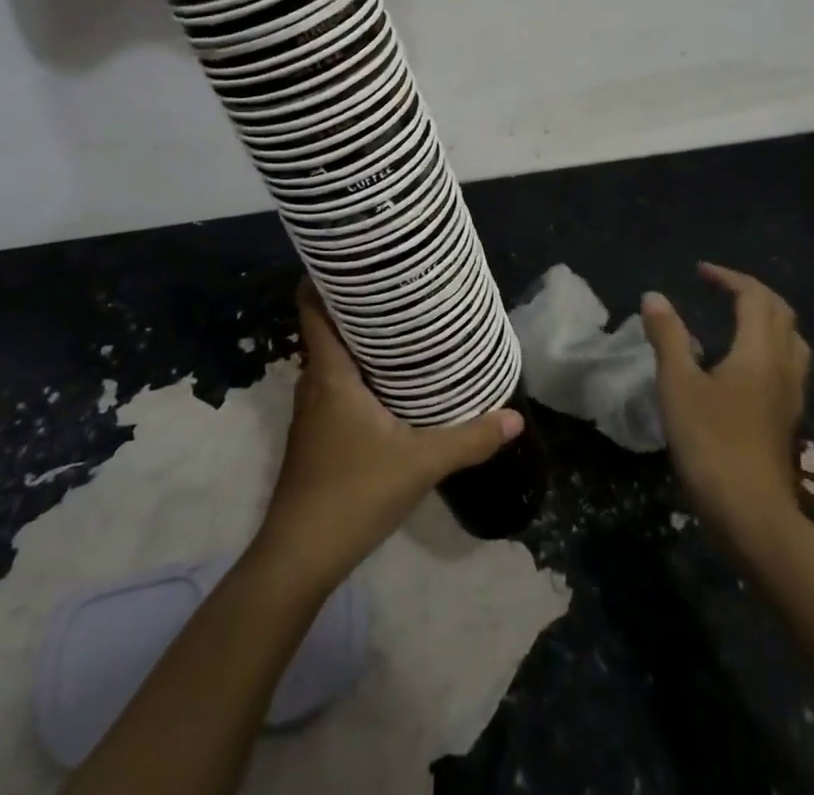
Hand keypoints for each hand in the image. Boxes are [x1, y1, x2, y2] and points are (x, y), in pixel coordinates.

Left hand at [254, 278, 523, 593]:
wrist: (299, 557)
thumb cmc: (352, 494)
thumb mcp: (419, 463)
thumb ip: (468, 438)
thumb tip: (515, 416)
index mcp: (330, 373)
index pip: (312, 307)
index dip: (325, 276)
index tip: (356, 256)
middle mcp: (314, 382)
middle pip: (328, 327)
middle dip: (358, 304)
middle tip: (399, 285)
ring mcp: (312, 411)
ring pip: (333, 358)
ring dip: (360, 339)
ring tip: (402, 324)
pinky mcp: (317, 434)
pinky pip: (337, 383)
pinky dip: (358, 370)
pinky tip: (391, 380)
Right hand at [641, 263, 810, 539]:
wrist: (751, 515)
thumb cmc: (711, 443)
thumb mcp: (678, 385)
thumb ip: (668, 337)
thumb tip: (655, 297)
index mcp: (759, 351)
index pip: (754, 297)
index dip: (728, 278)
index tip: (699, 272)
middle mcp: (783, 366)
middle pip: (780, 313)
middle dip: (751, 291)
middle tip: (719, 287)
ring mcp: (791, 394)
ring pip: (791, 339)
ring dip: (767, 317)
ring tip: (737, 317)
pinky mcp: (787, 418)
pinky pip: (788, 364)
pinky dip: (769, 345)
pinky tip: (746, 363)